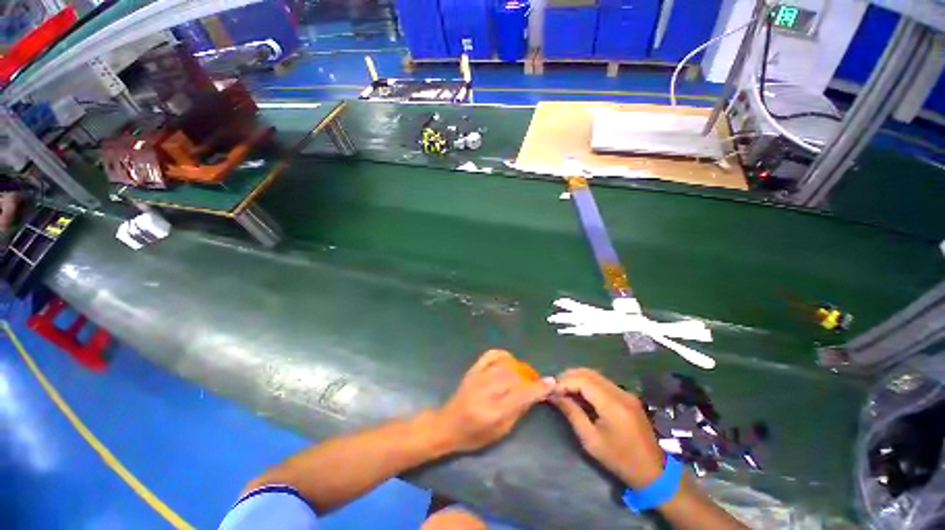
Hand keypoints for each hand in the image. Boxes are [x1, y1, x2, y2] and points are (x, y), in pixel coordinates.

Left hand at [435, 349, 553, 452]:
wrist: (447, 425)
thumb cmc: (474, 436)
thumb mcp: (500, 432)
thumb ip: (517, 411)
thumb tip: (533, 395)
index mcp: (492, 412)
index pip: (520, 396)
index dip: (538, 388)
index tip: (551, 382)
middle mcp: (485, 391)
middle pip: (514, 377)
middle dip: (529, 378)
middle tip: (535, 382)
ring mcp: (478, 377)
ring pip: (505, 365)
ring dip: (518, 369)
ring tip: (523, 375)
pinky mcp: (473, 369)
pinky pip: (491, 355)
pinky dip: (503, 355)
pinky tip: (509, 361)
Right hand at [550, 368, 664, 488]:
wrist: (653, 471)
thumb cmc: (619, 460)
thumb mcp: (591, 440)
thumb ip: (572, 413)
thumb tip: (554, 396)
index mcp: (612, 404)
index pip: (583, 381)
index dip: (564, 382)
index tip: (551, 390)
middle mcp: (620, 392)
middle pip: (589, 373)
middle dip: (568, 376)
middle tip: (554, 387)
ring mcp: (625, 393)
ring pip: (595, 375)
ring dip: (577, 378)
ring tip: (563, 389)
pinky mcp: (627, 396)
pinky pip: (602, 382)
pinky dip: (587, 383)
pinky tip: (579, 393)